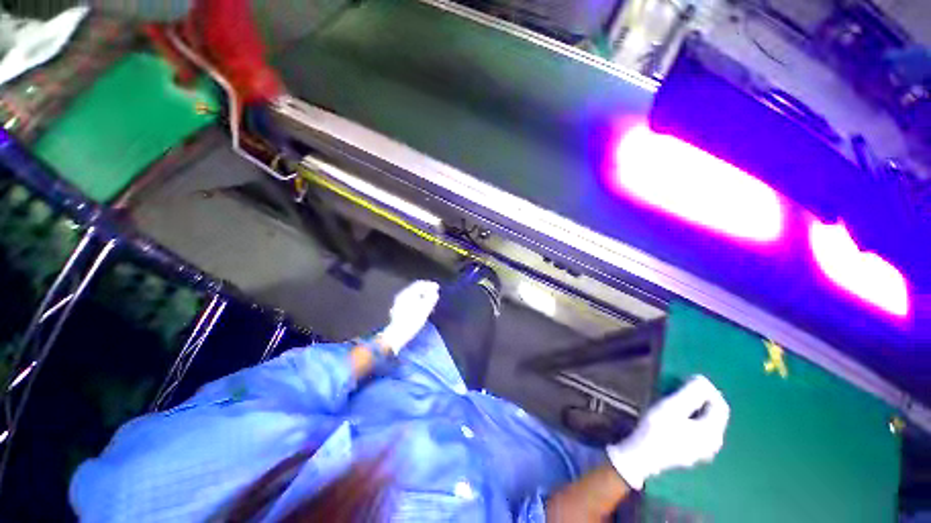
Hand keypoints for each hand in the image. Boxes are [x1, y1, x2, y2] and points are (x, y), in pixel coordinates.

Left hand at [377, 281, 440, 354]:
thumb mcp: (424, 309)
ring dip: (422, 296)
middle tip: (435, 293)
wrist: (398, 334)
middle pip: (416, 289)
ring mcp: (399, 302)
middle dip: (426, 290)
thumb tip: (434, 291)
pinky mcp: (399, 309)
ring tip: (430, 301)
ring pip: (413, 295)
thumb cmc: (412, 321)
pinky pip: (410, 301)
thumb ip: (430, 298)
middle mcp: (402, 296)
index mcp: (407, 293)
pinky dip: (418, 301)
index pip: (420, 284)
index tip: (437, 287)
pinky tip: (422, 307)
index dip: (430, 285)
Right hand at [607, 375, 729, 489]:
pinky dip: (689, 418)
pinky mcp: (689, 453)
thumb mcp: (673, 407)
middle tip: (681, 386)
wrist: (641, 456)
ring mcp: (701, 451)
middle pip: (713, 415)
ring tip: (676, 398)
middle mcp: (712, 444)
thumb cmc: (657, 429)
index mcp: (713, 433)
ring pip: (703, 423)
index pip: (720, 405)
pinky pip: (695, 430)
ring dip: (693, 407)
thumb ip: (691, 393)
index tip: (689, 378)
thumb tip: (703, 380)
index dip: (708, 389)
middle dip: (700, 398)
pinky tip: (674, 415)